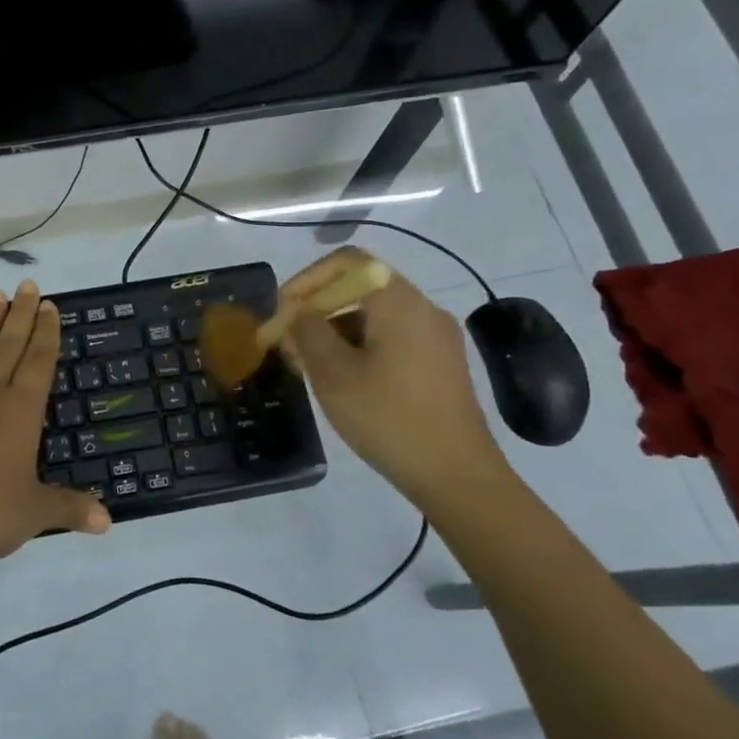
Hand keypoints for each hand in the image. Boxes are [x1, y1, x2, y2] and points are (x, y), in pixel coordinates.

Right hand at [279, 248, 512, 508]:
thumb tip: (296, 313)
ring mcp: (436, 337)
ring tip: (306, 365)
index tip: (282, 311)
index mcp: (399, 302)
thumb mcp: (334, 374)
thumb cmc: (389, 418)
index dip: (307, 279)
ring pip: (373, 316)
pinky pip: (391, 338)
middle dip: (317, 309)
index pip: (347, 262)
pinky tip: (340, 380)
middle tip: (286, 341)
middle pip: (360, 288)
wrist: (457, 475)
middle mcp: (422, 309)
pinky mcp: (440, 364)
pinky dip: (358, 347)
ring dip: (335, 331)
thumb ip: (307, 333)